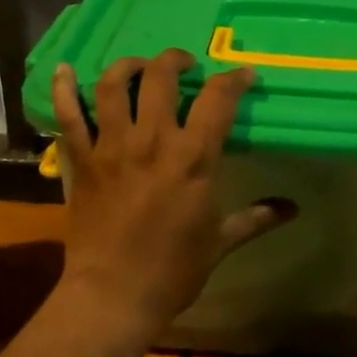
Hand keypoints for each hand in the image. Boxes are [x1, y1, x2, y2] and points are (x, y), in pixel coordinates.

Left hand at [51, 50, 293, 332]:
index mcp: (193, 158)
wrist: (113, 296)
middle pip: (161, 77)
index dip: (235, 79)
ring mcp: (111, 146)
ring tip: (139, 67)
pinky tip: (65, 71)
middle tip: (185, 66)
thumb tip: (293, 208)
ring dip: (128, 66)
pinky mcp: (80, 160)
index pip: (218, 99)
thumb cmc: (173, 271)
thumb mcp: (220, 242)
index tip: (244, 76)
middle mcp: (152, 140)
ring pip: (114, 85)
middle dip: (176, 60)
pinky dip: (64, 89)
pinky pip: (67, 115)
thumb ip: (256, 218)